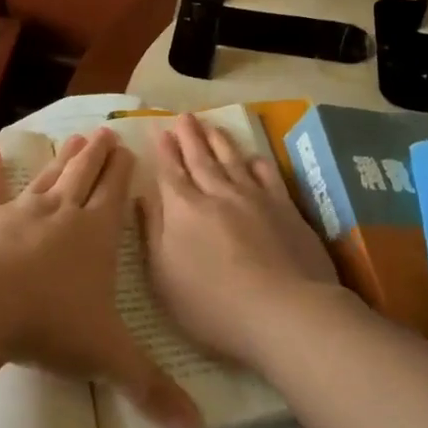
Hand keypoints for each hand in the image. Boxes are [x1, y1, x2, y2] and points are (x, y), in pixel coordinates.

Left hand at [0, 128, 200, 427]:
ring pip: (48, 176)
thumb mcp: (107, 357)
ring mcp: (21, 211)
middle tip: (105, 133)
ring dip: (62, 158)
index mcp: (96, 236)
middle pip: (84, 175)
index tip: (129, 149)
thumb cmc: (51, 324)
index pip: (115, 196)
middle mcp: (62, 213)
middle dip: (97, 155)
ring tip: (74, 138)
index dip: (123, 173)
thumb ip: (150, 388)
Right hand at [140, 114, 340, 367]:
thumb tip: (142, 197)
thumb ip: (151, 233)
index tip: (161, 130)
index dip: (165, 150)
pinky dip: (258, 163)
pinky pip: (268, 175)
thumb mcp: (163, 277)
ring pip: (233, 160)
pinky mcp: (285, 209)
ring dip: (220, 141)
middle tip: (184, 116)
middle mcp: (217, 194)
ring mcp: (254, 198)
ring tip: (211, 125)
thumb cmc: (212, 305)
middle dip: (190, 137)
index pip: (170, 172)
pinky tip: (254, 157)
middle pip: (201, 159)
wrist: (283, 311)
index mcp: (183, 210)